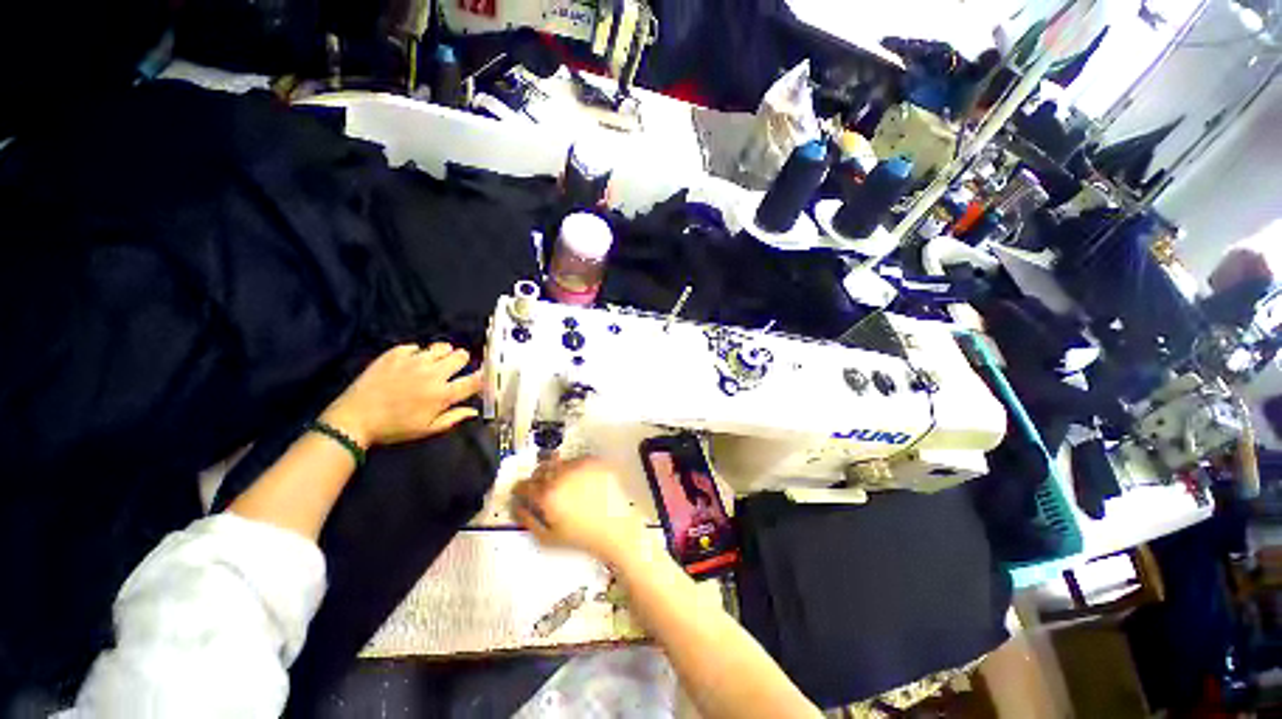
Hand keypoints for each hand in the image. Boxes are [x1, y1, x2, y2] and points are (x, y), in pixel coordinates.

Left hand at [320, 343, 482, 447]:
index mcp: (442, 394)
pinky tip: (410, 363)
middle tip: (453, 369)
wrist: (353, 419)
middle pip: (461, 356)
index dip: (482, 376)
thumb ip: (453, 418)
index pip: (474, 380)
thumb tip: (474, 410)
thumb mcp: (426, 429)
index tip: (481, 376)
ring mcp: (413, 361)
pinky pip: (416, 347)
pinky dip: (417, 354)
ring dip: (442, 354)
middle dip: (461, 362)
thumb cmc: (394, 428)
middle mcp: (432, 374)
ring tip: (434, 362)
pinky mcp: (395, 354)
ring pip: (442, 347)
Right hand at [511, 457, 648, 565]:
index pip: (523, 485)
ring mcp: (580, 466)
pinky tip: (581, 481)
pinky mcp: (595, 461)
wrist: (617, 528)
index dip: (520, 489)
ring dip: (557, 471)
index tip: (521, 491)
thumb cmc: (582, 537)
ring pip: (559, 462)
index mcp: (547, 495)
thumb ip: (527, 520)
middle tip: (543, 487)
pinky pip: (577, 460)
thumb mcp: (548, 537)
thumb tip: (517, 506)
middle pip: (540, 469)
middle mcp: (562, 476)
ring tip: (565, 485)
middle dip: (538, 478)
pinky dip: (575, 468)